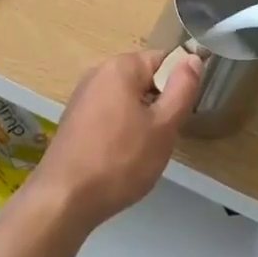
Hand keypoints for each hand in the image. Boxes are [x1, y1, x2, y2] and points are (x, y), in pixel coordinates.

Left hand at [28, 49, 201, 231]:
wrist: (64, 199)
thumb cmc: (120, 160)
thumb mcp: (163, 126)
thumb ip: (183, 88)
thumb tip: (193, 58)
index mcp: (120, 66)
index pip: (163, 60)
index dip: (179, 84)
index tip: (180, 115)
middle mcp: (98, 73)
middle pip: (144, 79)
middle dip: (159, 105)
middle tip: (163, 137)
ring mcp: (82, 96)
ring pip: (127, 100)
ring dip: (141, 120)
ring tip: (142, 151)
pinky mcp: (74, 119)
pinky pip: (109, 114)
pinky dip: (121, 130)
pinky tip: (120, 158)